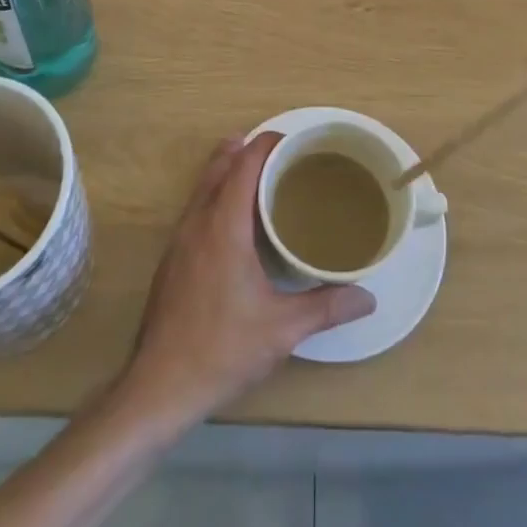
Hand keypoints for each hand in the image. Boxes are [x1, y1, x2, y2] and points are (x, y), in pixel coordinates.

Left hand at [119, 133, 374, 427]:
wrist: (159, 386)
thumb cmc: (222, 349)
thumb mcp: (282, 329)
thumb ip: (326, 306)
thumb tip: (368, 298)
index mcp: (223, 224)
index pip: (244, 164)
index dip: (267, 144)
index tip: (294, 140)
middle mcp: (198, 221)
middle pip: (220, 166)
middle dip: (248, 151)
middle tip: (283, 154)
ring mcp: (179, 239)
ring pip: (204, 186)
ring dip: (229, 170)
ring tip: (261, 176)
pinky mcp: (172, 258)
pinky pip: (197, 207)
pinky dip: (217, 195)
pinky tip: (236, 222)